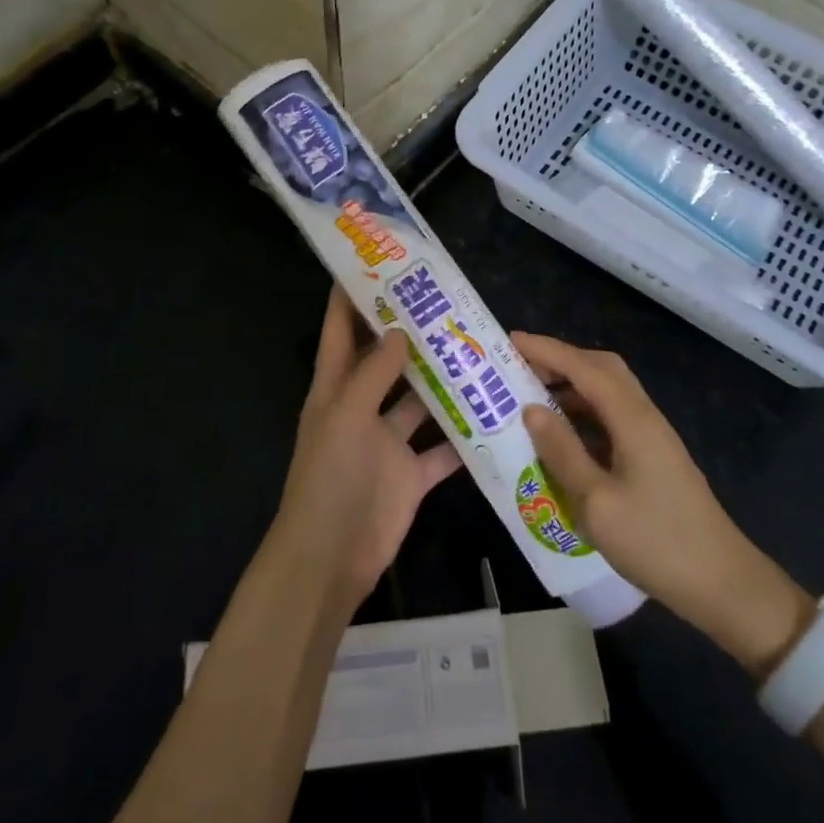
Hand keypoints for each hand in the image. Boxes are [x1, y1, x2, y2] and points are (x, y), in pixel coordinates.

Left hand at [272, 289, 461, 608]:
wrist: (332, 557)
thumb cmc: (330, 477)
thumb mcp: (345, 415)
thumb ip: (373, 373)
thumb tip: (398, 330)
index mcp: (335, 389)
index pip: (340, 331)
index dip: (350, 298)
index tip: (374, 265)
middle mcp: (362, 409)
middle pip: (386, 362)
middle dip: (410, 335)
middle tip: (446, 304)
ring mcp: (388, 443)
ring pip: (420, 403)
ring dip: (443, 383)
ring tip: (478, 350)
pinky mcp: (412, 475)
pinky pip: (442, 450)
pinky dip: (463, 436)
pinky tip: (493, 414)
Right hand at [513, 333, 813, 677]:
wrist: (723, 584)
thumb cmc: (656, 542)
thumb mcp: (596, 502)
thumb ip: (562, 451)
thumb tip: (531, 409)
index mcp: (632, 419)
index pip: (583, 368)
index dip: (547, 350)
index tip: (511, 341)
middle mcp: (645, 417)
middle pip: (602, 368)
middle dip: (561, 359)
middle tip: (520, 366)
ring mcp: (653, 437)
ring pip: (609, 391)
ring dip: (572, 385)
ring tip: (533, 396)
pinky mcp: (655, 457)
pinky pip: (613, 416)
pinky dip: (585, 411)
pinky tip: (564, 434)